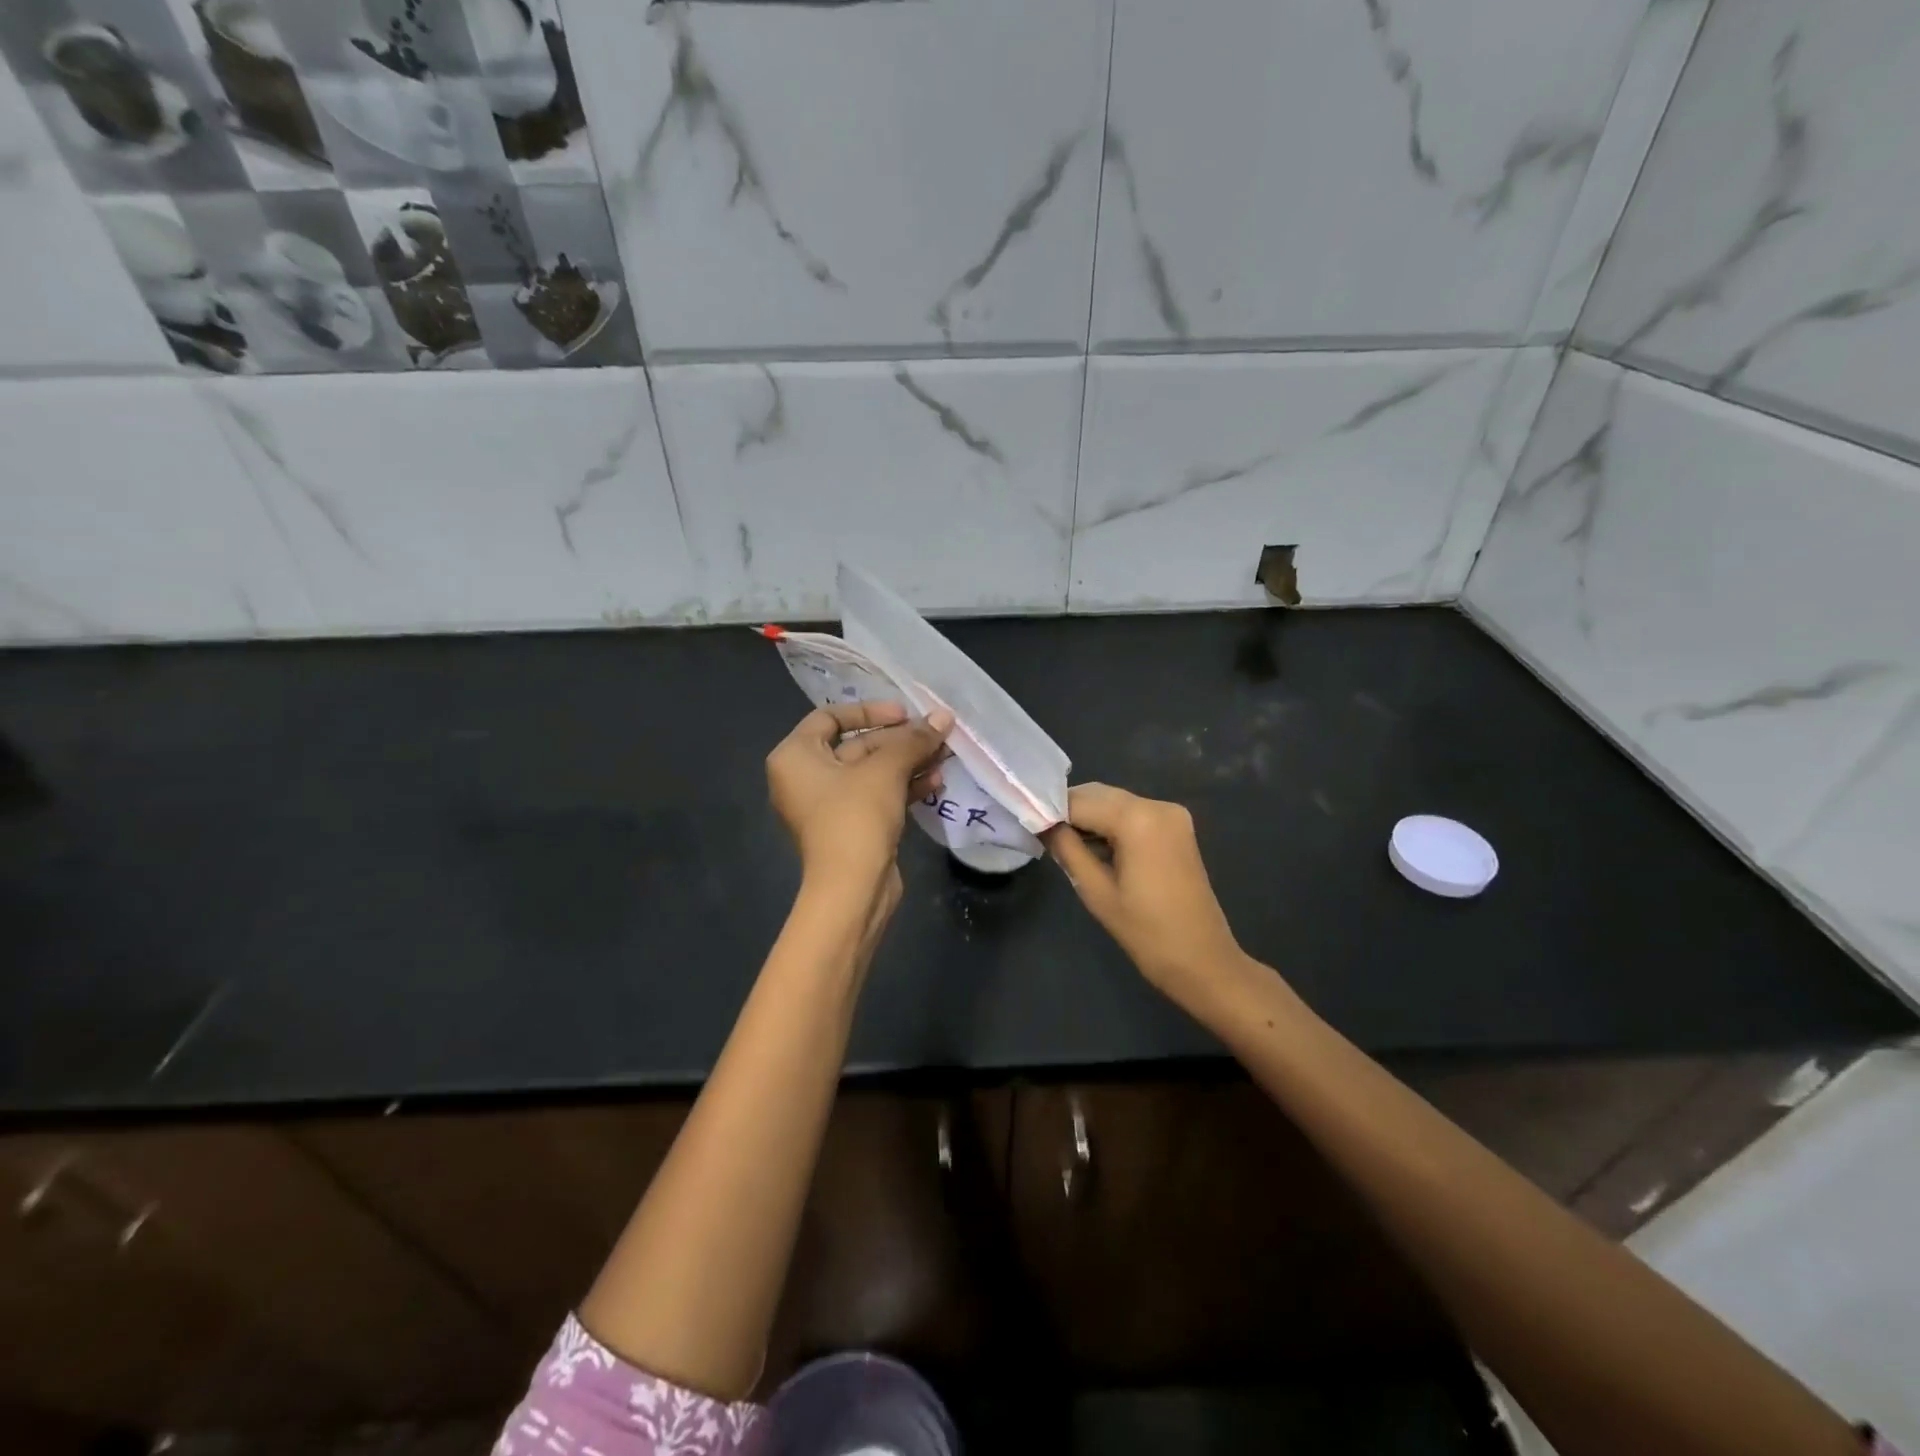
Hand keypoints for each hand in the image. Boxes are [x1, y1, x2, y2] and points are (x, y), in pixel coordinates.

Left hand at [766, 701, 953, 894]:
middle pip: (856, 745)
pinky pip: (876, 796)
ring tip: (944, 756)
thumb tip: (944, 716)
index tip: (904, 714)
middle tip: (935, 735)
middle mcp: (805, 778)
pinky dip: (902, 787)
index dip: (870, 711)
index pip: (830, 717)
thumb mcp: (886, 770)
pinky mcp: (850, 828)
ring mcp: (827, 806)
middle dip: (899, 740)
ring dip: (907, 762)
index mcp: (795, 756)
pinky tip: (935, 781)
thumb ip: (914, 739)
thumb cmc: (856, 816)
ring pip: (871, 773)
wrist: (851, 888)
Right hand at [1044, 783, 1252, 1003]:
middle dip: (1069, 811)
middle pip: (1099, 794)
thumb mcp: (1096, 891)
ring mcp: (1171, 814)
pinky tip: (1095, 847)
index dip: (1050, 812)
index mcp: (1137, 818)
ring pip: (1115, 802)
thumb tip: (1042, 825)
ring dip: (1089, 817)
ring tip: (1065, 844)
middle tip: (1043, 836)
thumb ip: (1067, 849)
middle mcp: (1157, 805)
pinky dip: (1111, 824)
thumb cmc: (1146, 932)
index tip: (1028, 827)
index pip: (1079, 801)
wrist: (1203, 961)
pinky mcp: (1177, 827)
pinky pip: (1133, 814)